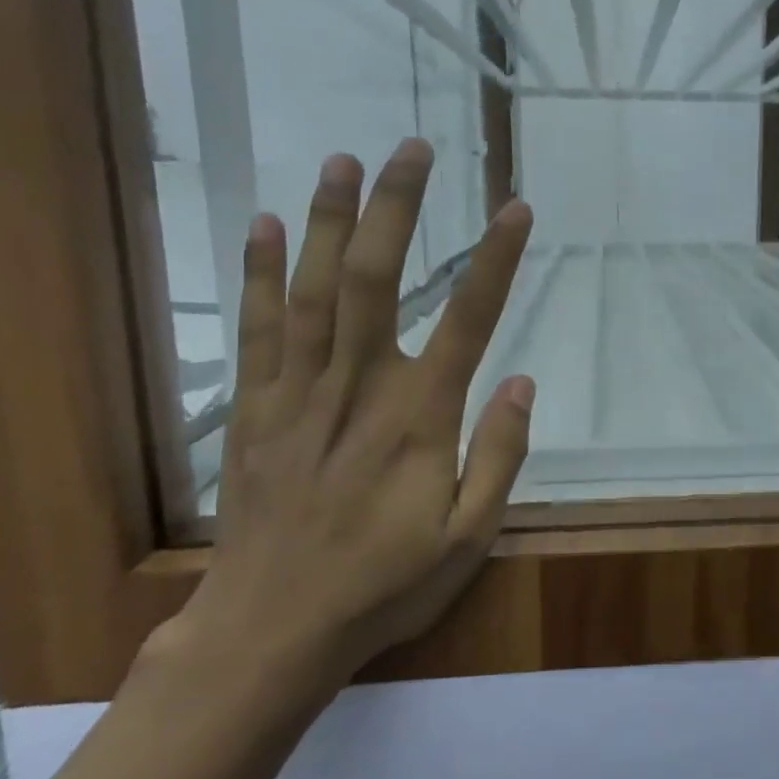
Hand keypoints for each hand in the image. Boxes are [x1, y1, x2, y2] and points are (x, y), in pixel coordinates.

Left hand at [150, 142, 535, 698]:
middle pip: (377, 281)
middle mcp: (358, 388)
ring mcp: (299, 393)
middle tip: (411, 149)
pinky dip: (263, 274)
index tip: (515, 209)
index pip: (468, 321)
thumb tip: (521, 382)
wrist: (271, 629)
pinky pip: (259, 329)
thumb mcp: (469, 539)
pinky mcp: (257, 408)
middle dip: (396, 209)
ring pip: (314, 290)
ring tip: (345, 160)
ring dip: (331, 221)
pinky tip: (268, 225)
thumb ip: (498, 457)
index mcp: (419, 420)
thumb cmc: (383, 584)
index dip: (495, 260)